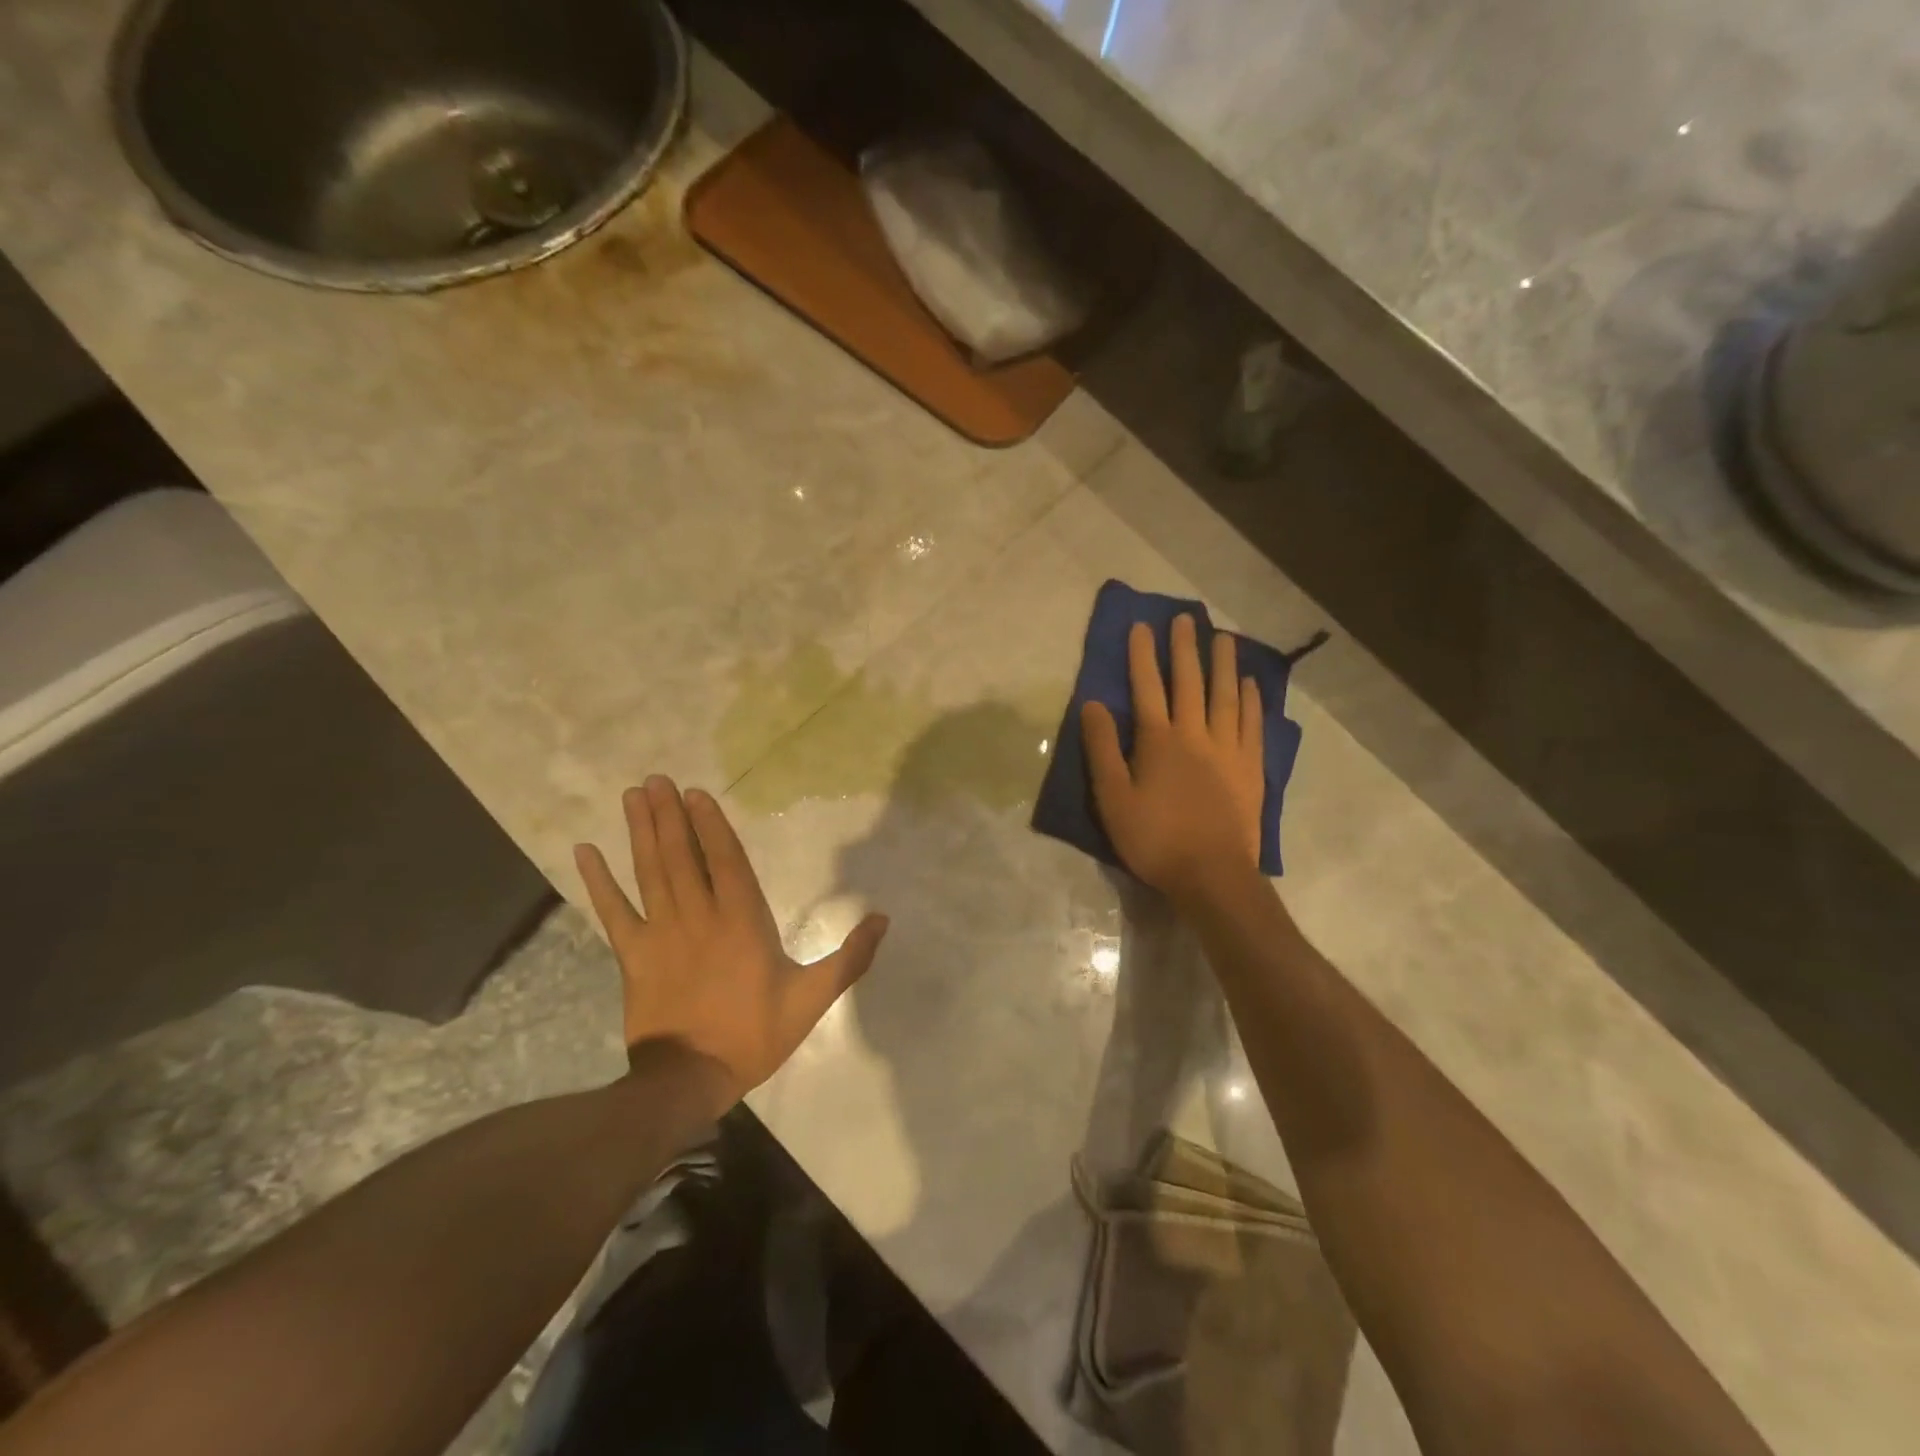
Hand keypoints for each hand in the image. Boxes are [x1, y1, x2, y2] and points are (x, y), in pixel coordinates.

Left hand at [574, 777, 888, 1111]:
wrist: (689, 1080)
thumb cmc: (754, 1035)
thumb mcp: (812, 999)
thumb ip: (850, 959)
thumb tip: (883, 919)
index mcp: (742, 921)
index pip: (725, 860)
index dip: (710, 824)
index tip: (695, 793)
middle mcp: (699, 916)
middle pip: (682, 855)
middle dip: (670, 815)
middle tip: (656, 779)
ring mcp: (660, 933)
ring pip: (650, 872)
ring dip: (641, 832)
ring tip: (633, 796)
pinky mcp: (632, 955)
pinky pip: (612, 911)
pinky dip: (598, 881)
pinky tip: (585, 851)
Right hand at [1083, 614, 1265, 905]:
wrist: (1212, 874)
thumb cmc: (1154, 838)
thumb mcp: (1113, 797)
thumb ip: (1102, 749)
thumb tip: (1092, 704)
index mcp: (1159, 741)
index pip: (1147, 688)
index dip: (1142, 656)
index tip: (1141, 626)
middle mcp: (1196, 734)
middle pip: (1190, 683)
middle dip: (1185, 649)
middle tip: (1186, 618)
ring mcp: (1228, 749)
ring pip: (1226, 696)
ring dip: (1223, 664)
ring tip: (1224, 637)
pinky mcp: (1251, 768)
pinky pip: (1252, 723)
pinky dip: (1252, 700)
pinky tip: (1250, 684)